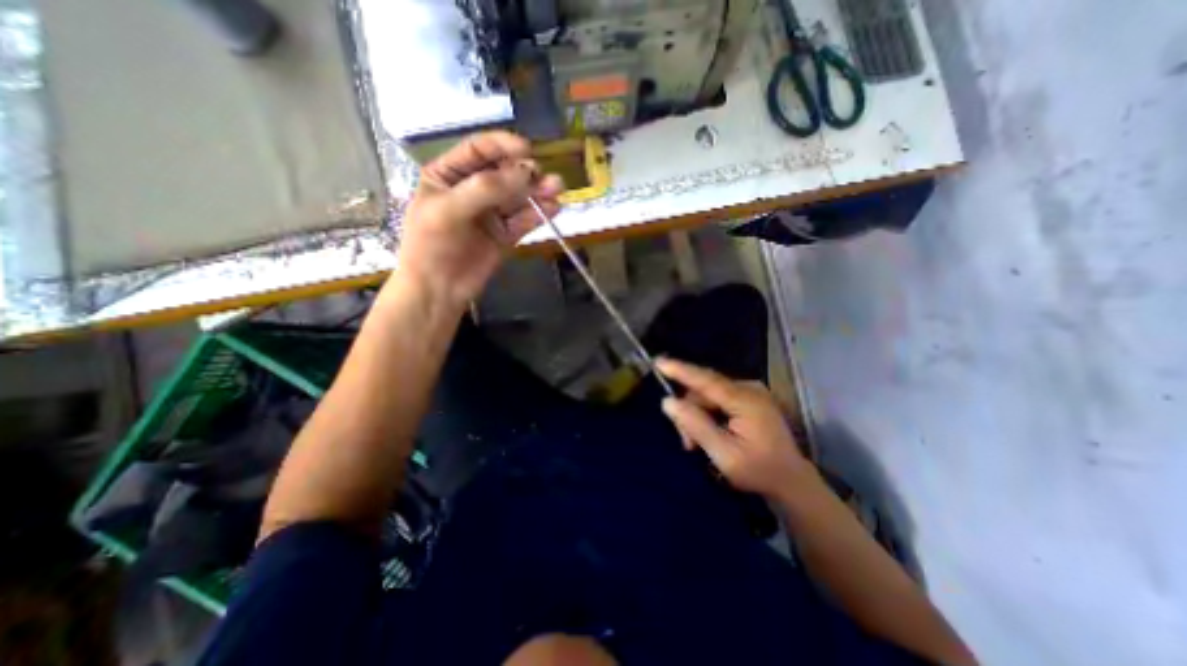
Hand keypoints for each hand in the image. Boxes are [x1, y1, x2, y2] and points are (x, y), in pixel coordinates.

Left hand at [395, 131, 560, 307]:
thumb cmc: (431, 245)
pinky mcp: (505, 235)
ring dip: (538, 193)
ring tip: (557, 189)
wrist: (438, 290)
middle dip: (525, 173)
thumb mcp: (450, 209)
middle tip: (545, 177)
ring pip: (518, 197)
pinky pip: (524, 220)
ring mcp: (491, 214)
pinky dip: (539, 214)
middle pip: (504, 174)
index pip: (479, 151)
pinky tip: (553, 209)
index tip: (527, 149)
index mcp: (449, 175)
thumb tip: (527, 173)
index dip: (502, 146)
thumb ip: (486, 189)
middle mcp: (473, 190)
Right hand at [658, 360, 817, 498]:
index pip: (705, 380)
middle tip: (686, 443)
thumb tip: (668, 402)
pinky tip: (708, 433)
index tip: (658, 362)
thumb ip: (696, 426)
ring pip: (708, 395)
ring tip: (696, 444)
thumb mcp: (724, 455)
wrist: (791, 481)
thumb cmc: (759, 472)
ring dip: (697, 416)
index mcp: (745, 400)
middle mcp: (748, 388)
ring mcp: (750, 392)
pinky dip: (707, 414)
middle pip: (704, 390)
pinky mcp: (748, 398)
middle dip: (689, 412)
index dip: (680, 370)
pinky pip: (717, 399)